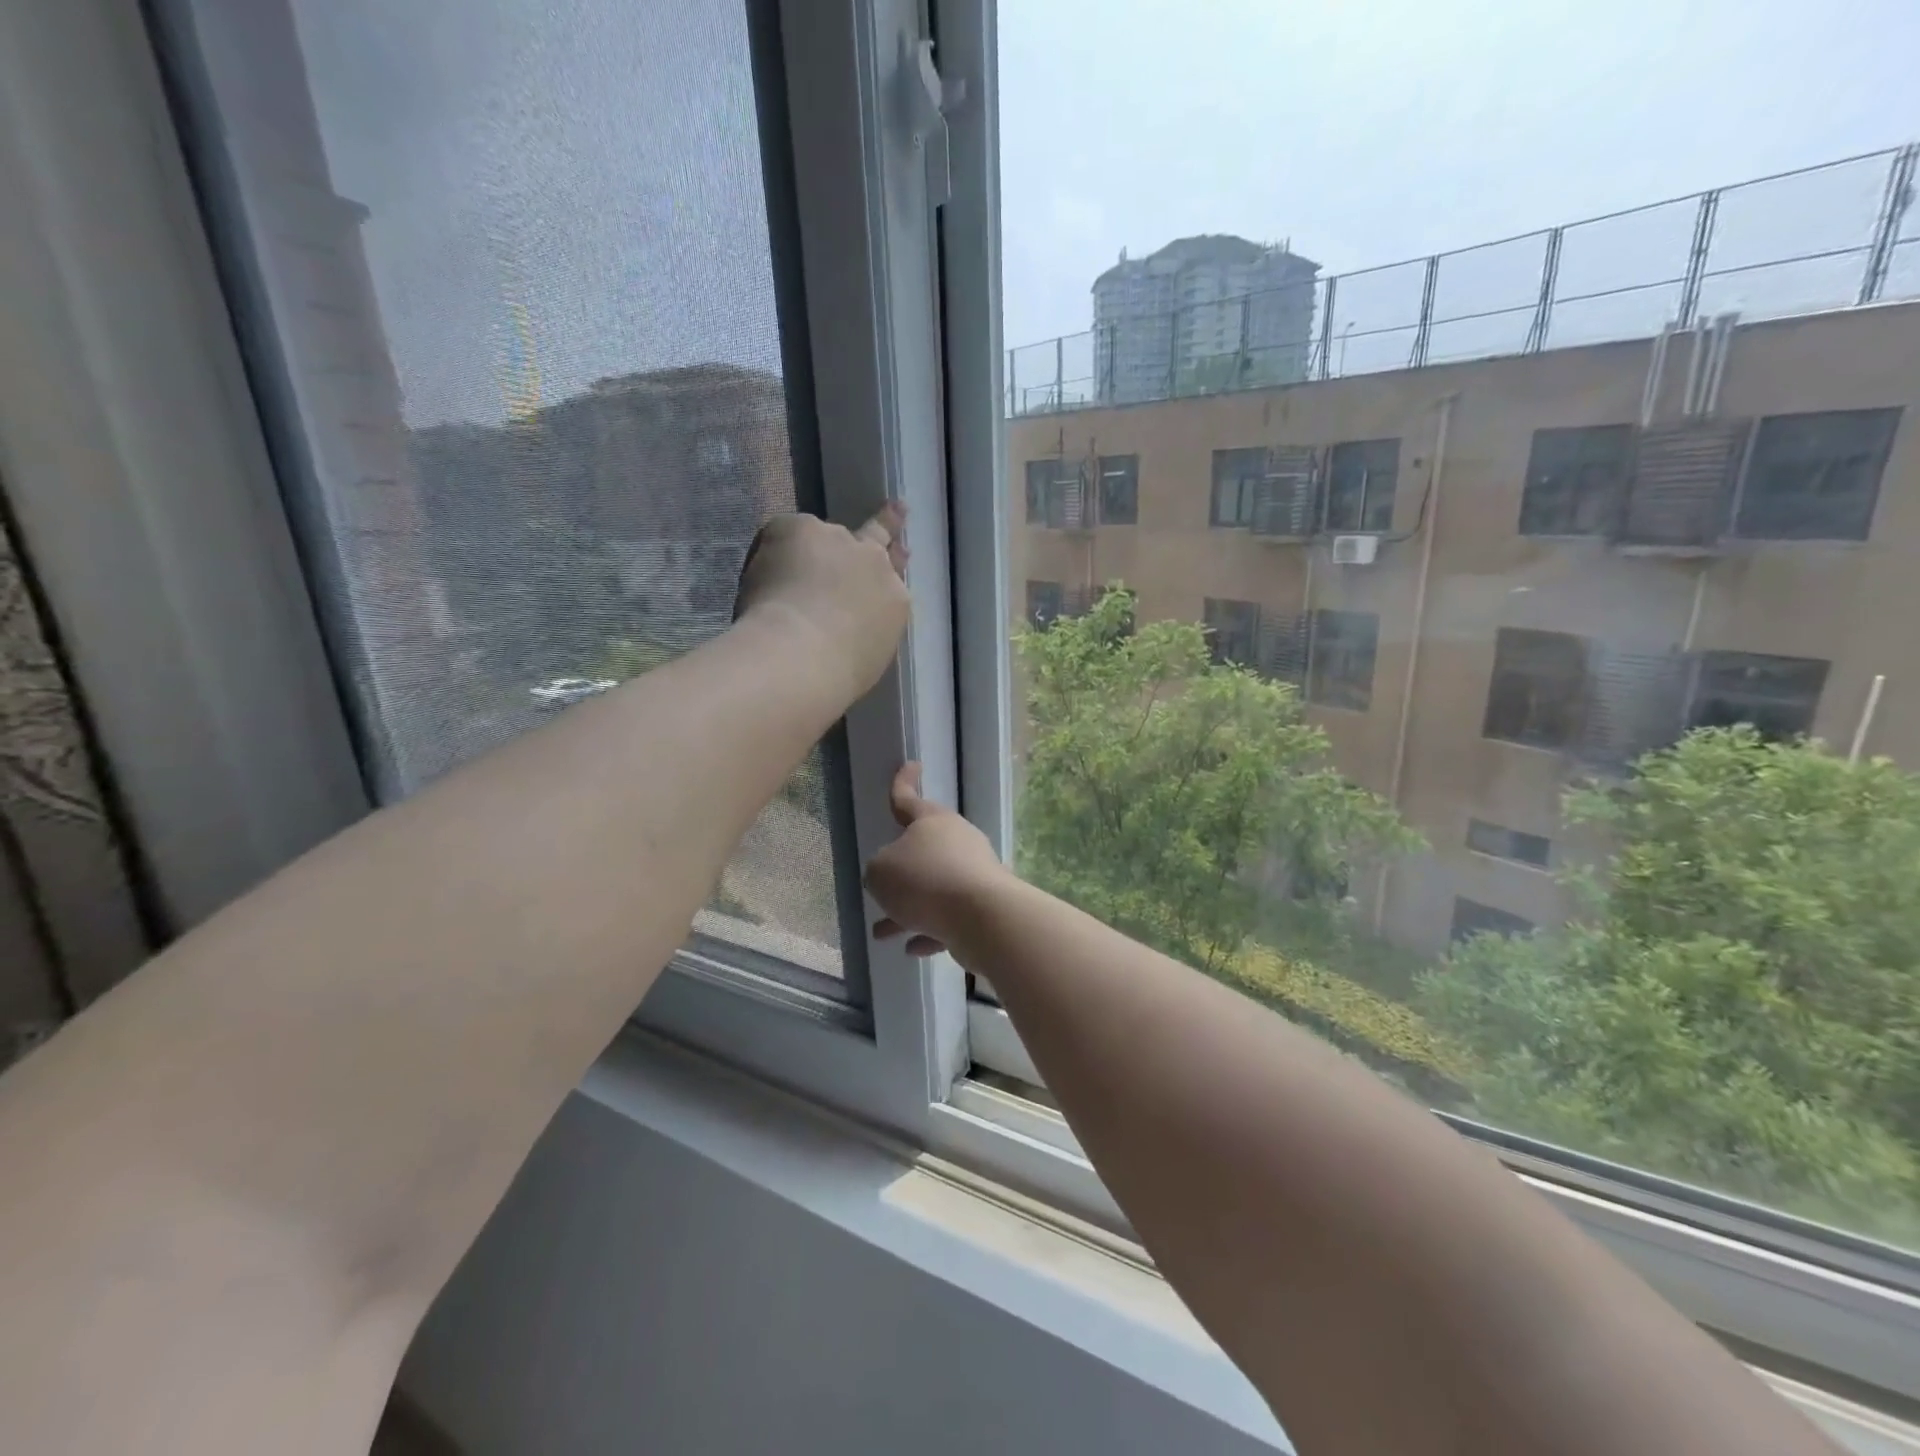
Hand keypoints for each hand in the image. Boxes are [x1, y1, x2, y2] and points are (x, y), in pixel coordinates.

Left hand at [736, 504, 910, 701]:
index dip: (892, 567)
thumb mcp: (867, 656)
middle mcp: (873, 563)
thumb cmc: (836, 675)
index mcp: (894, 602)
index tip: (898, 556)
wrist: (801, 655)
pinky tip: (762, 579)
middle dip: (888, 522)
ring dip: (809, 549)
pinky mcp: (799, 528)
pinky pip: (783, 534)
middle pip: (878, 537)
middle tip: (897, 508)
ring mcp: (838, 540)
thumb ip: (862, 628)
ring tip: (785, 565)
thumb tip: (844, 623)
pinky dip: (770, 552)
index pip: (894, 580)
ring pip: (823, 537)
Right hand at [864, 763, 1008, 955]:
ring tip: (882, 932)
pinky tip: (913, 948)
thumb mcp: (880, 872)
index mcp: (932, 822)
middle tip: (880, 886)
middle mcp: (957, 841)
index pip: (908, 798)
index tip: (912, 764)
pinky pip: (949, 917)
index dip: (903, 781)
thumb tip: (894, 879)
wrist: (982, 917)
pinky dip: (931, 930)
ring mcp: (974, 873)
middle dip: (899, 871)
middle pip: (922, 850)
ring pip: (933, 889)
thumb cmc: (924, 882)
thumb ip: (879, 870)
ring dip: (908, 910)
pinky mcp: (984, 905)